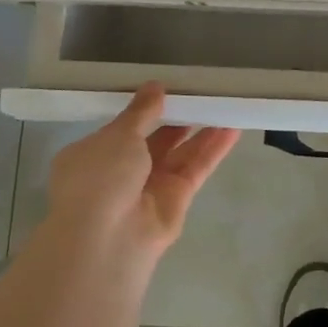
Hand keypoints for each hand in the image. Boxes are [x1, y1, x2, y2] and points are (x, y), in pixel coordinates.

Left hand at [43, 84, 239, 275]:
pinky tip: (232, 128)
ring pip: (180, 153)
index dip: (144, 109)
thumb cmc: (100, 177)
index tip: (167, 89)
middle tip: (201, 93)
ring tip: (224, 104)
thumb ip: (141, 111)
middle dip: (177, 118)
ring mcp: (150, 188)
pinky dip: (213, 150)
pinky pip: (196, 168)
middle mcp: (121, 172)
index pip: (121, 128)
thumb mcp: (118, 135)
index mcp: (94, 155)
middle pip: (155, 140)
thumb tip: (154, 87)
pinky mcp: (177, 200)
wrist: (107, 239)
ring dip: (202, 131)